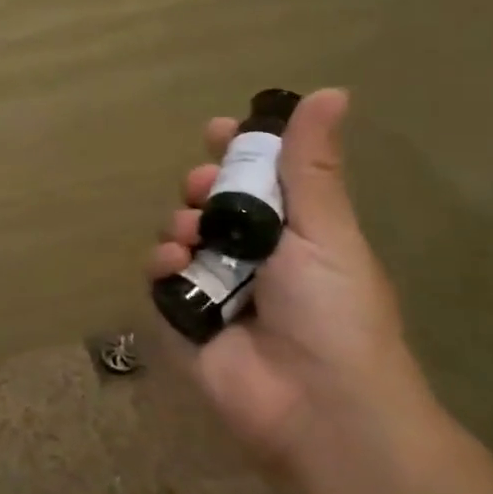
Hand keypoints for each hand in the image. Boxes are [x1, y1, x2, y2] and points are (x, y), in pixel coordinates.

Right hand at [147, 88, 431, 468]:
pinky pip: (159, 277)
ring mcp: (215, 286)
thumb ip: (313, 164)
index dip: (237, 151)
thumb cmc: (334, 310)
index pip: (258, 178)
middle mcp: (252, 254)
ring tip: (191, 234)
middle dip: (202, 186)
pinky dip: (160, 264)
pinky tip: (174, 265)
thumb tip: (334, 90)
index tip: (218, 131)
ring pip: (179, 234)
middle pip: (211, 202)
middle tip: (206, 189)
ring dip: (179, 222)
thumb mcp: (325, 230)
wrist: (318, 403)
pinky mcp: (184, 318)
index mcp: (292, 231)